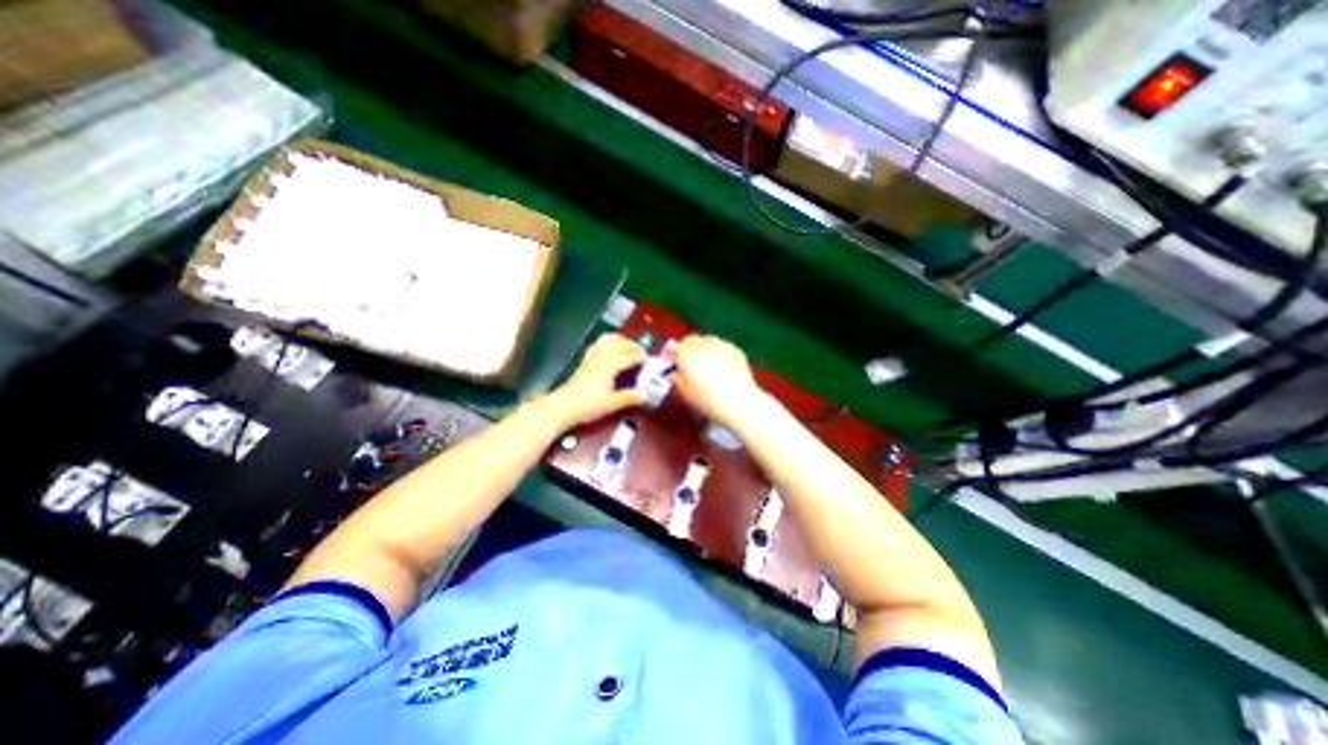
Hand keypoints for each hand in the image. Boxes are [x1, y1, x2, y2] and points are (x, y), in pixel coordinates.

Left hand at [549, 332, 651, 423]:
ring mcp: (592, 356)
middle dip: (634, 346)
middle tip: (643, 354)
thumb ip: (630, 397)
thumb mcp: (612, 403)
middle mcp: (602, 356)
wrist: (564, 405)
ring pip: (609, 339)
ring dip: (621, 340)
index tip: (650, 361)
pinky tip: (610, 348)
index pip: (630, 356)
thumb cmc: (589, 404)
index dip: (642, 357)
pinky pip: (599, 343)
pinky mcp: (586, 359)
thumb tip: (646, 395)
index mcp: (611, 364)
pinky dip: (608, 342)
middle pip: (621, 344)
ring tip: (628, 346)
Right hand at [678, 334, 763, 428]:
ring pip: (709, 342)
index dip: (676, 356)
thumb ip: (676, 377)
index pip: (677, 347)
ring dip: (706, 351)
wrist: (737, 401)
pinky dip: (720, 355)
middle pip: (693, 341)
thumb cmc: (706, 399)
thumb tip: (675, 372)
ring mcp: (721, 345)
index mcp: (687, 352)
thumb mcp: (683, 391)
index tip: (677, 366)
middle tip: (692, 366)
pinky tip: (723, 370)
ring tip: (708, 368)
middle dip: (691, 351)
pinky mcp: (736, 350)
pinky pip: (723, 348)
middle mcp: (703, 344)